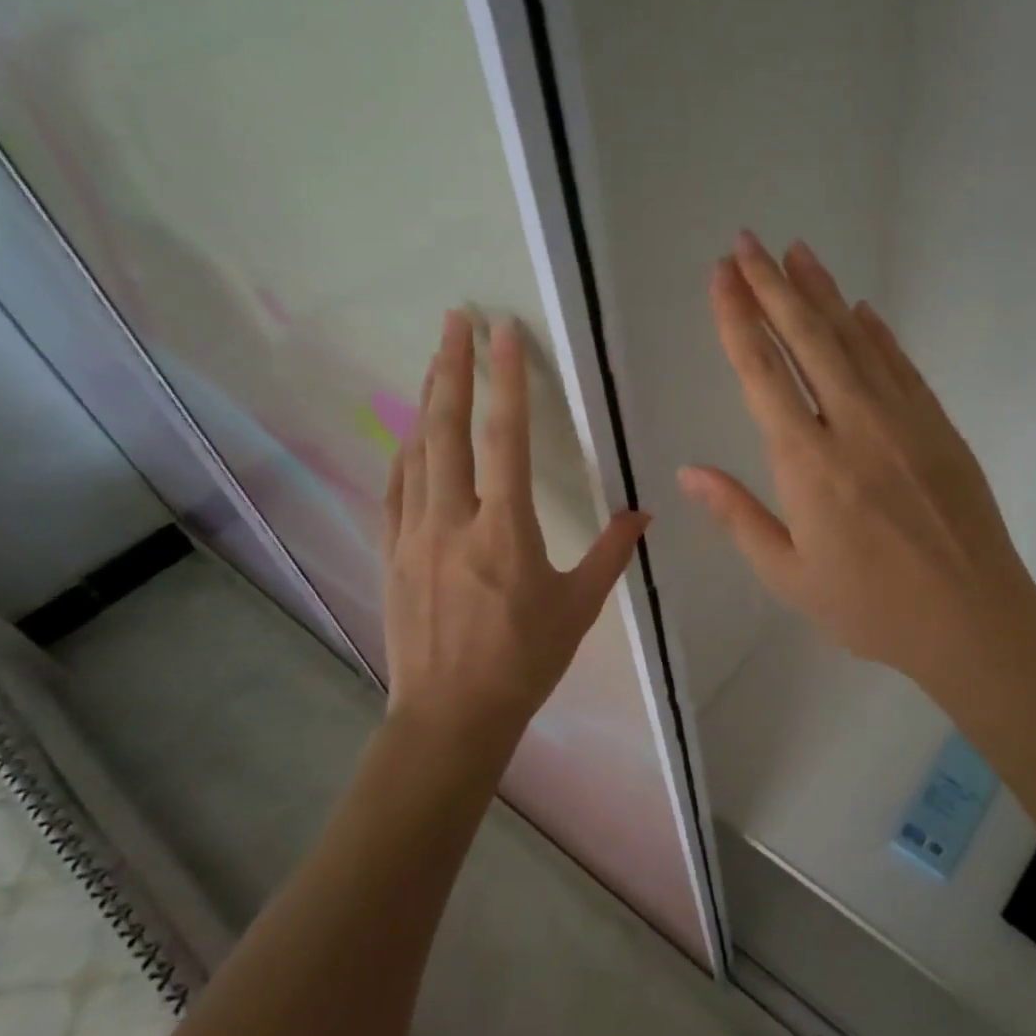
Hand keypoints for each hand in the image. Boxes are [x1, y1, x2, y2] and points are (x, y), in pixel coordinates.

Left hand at [382, 311, 647, 751]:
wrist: (450, 716)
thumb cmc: (523, 661)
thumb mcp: (579, 607)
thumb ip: (611, 554)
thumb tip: (644, 514)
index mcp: (504, 530)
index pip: (505, 438)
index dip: (506, 380)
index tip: (504, 333)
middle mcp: (452, 520)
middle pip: (448, 428)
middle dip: (452, 367)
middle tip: (455, 319)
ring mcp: (414, 534)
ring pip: (416, 451)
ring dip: (427, 400)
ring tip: (436, 359)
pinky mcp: (391, 552)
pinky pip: (395, 488)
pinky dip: (404, 451)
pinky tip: (409, 433)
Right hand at [678, 232, 1035, 696]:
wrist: (974, 620)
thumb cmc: (871, 608)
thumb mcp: (790, 576)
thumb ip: (739, 517)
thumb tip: (688, 473)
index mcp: (809, 465)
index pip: (763, 374)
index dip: (738, 320)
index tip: (721, 277)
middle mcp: (854, 426)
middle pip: (808, 339)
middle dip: (773, 286)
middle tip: (747, 243)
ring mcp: (904, 420)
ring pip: (855, 340)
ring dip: (822, 292)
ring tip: (796, 252)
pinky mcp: (938, 425)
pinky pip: (900, 364)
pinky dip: (876, 332)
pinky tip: (859, 307)